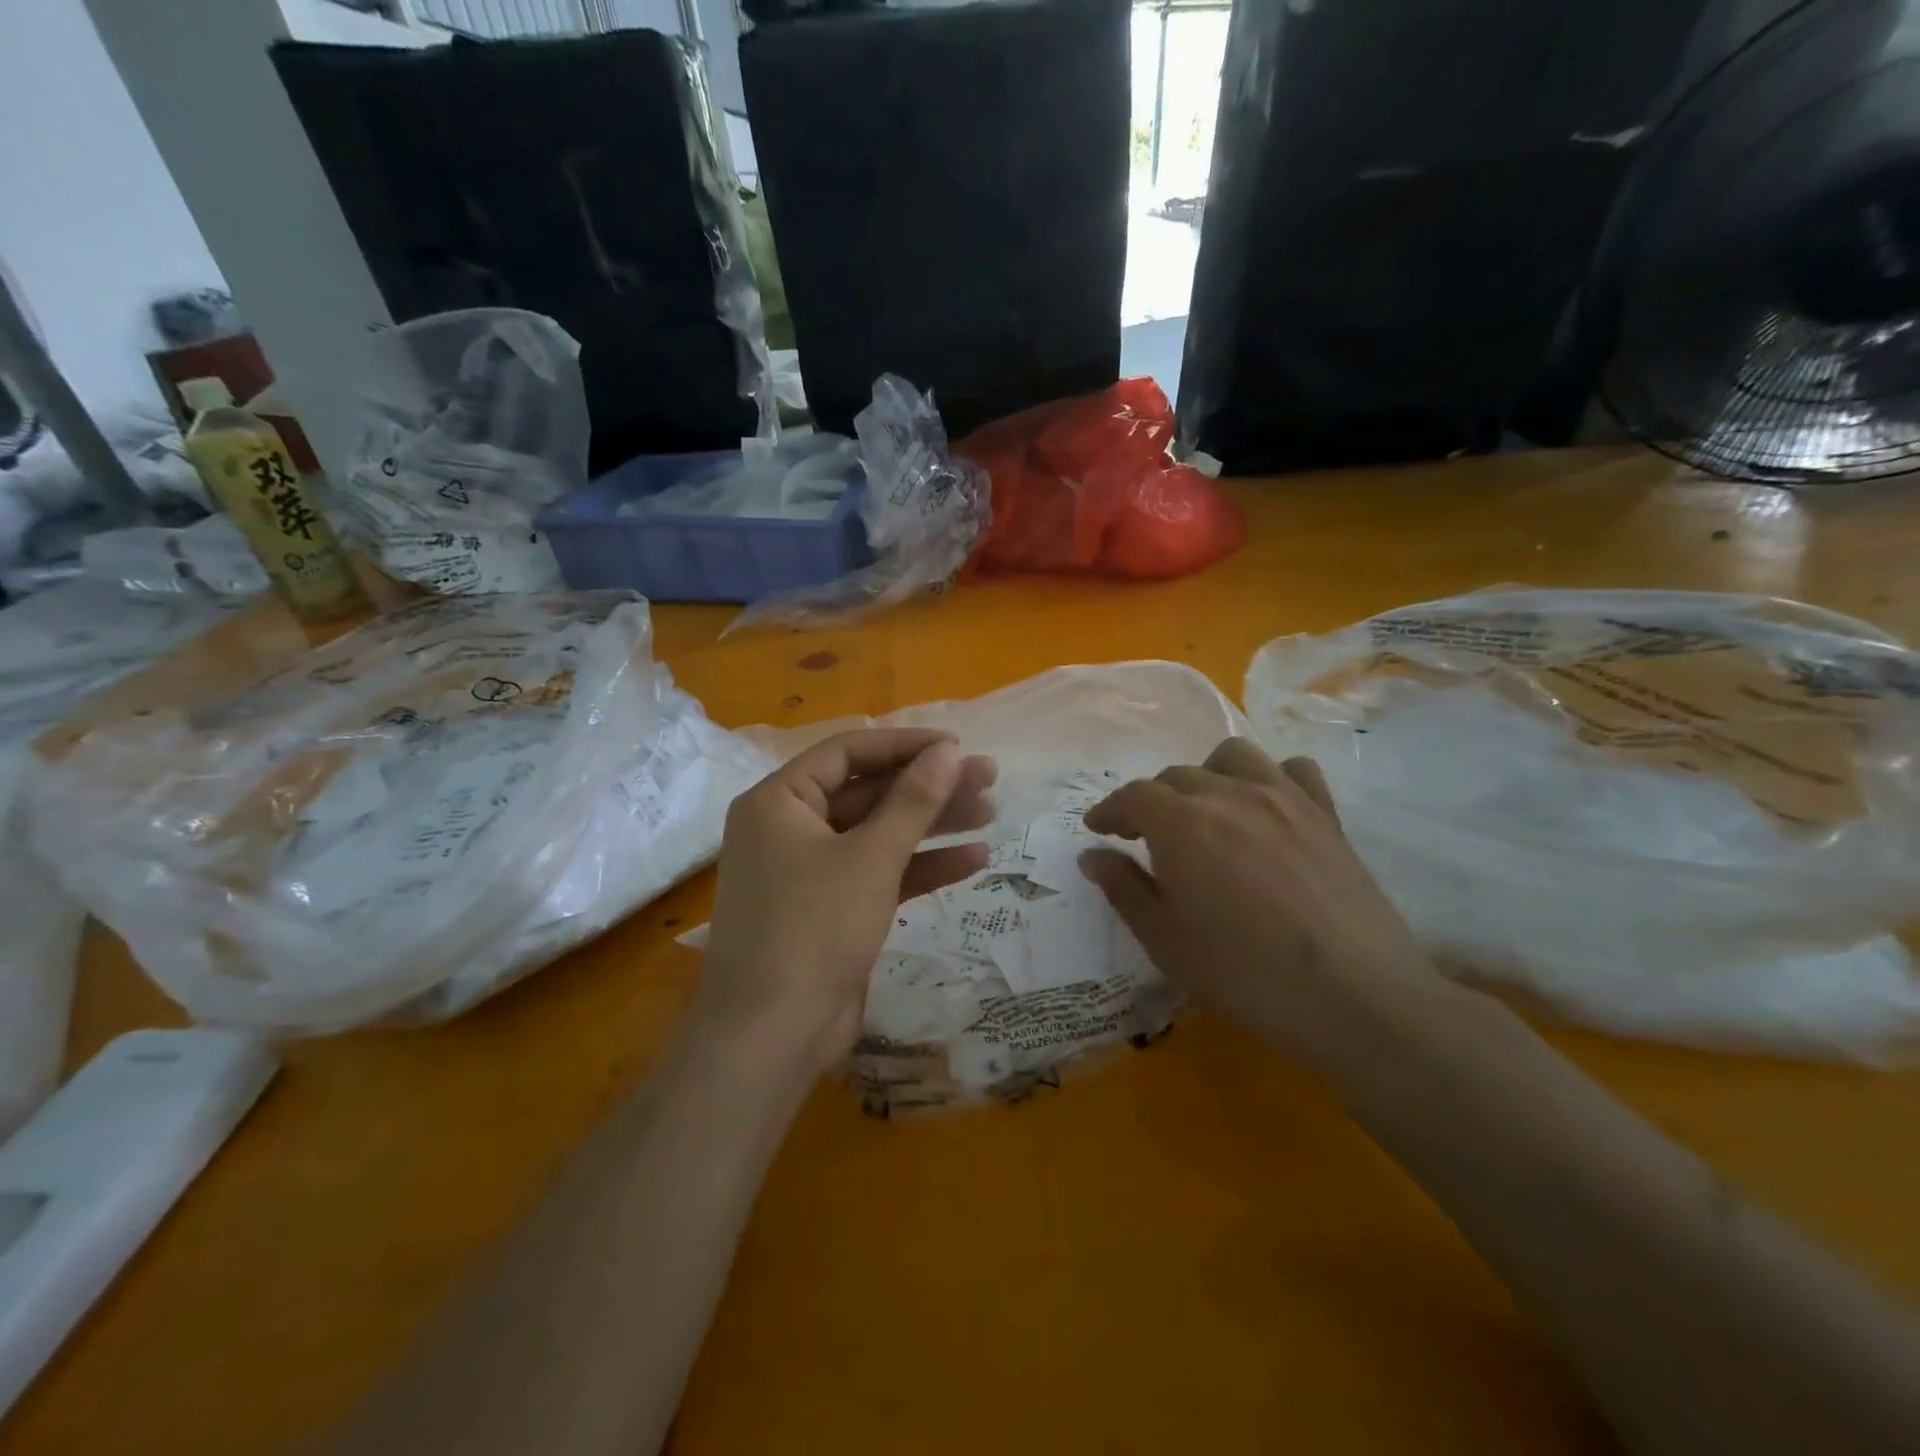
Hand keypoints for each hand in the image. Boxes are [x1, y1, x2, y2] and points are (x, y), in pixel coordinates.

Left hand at [697, 729, 996, 1075]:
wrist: (773, 1035)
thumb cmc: (814, 928)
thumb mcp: (870, 857)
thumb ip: (913, 800)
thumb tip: (950, 751)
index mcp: (779, 801)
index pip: (847, 751)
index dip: (905, 744)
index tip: (957, 746)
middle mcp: (790, 828)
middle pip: (868, 791)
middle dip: (928, 786)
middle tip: (988, 778)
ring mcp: (811, 871)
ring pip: (879, 833)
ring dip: (932, 824)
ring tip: (991, 812)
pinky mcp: (832, 908)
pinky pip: (879, 873)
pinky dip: (920, 866)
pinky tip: (974, 860)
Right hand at [1079, 739, 1460, 1071]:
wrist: (1354, 996)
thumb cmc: (1243, 973)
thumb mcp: (1164, 940)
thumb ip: (1124, 889)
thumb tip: (1093, 856)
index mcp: (1182, 823)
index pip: (1134, 797)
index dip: (1110, 810)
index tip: (1098, 829)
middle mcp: (1229, 794)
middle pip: (1178, 777)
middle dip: (1152, 801)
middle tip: (1144, 837)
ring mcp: (1284, 799)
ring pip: (1233, 758)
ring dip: (1207, 776)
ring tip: (1205, 811)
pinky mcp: (1326, 815)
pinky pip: (1294, 771)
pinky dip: (1272, 779)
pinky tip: (1267, 810)